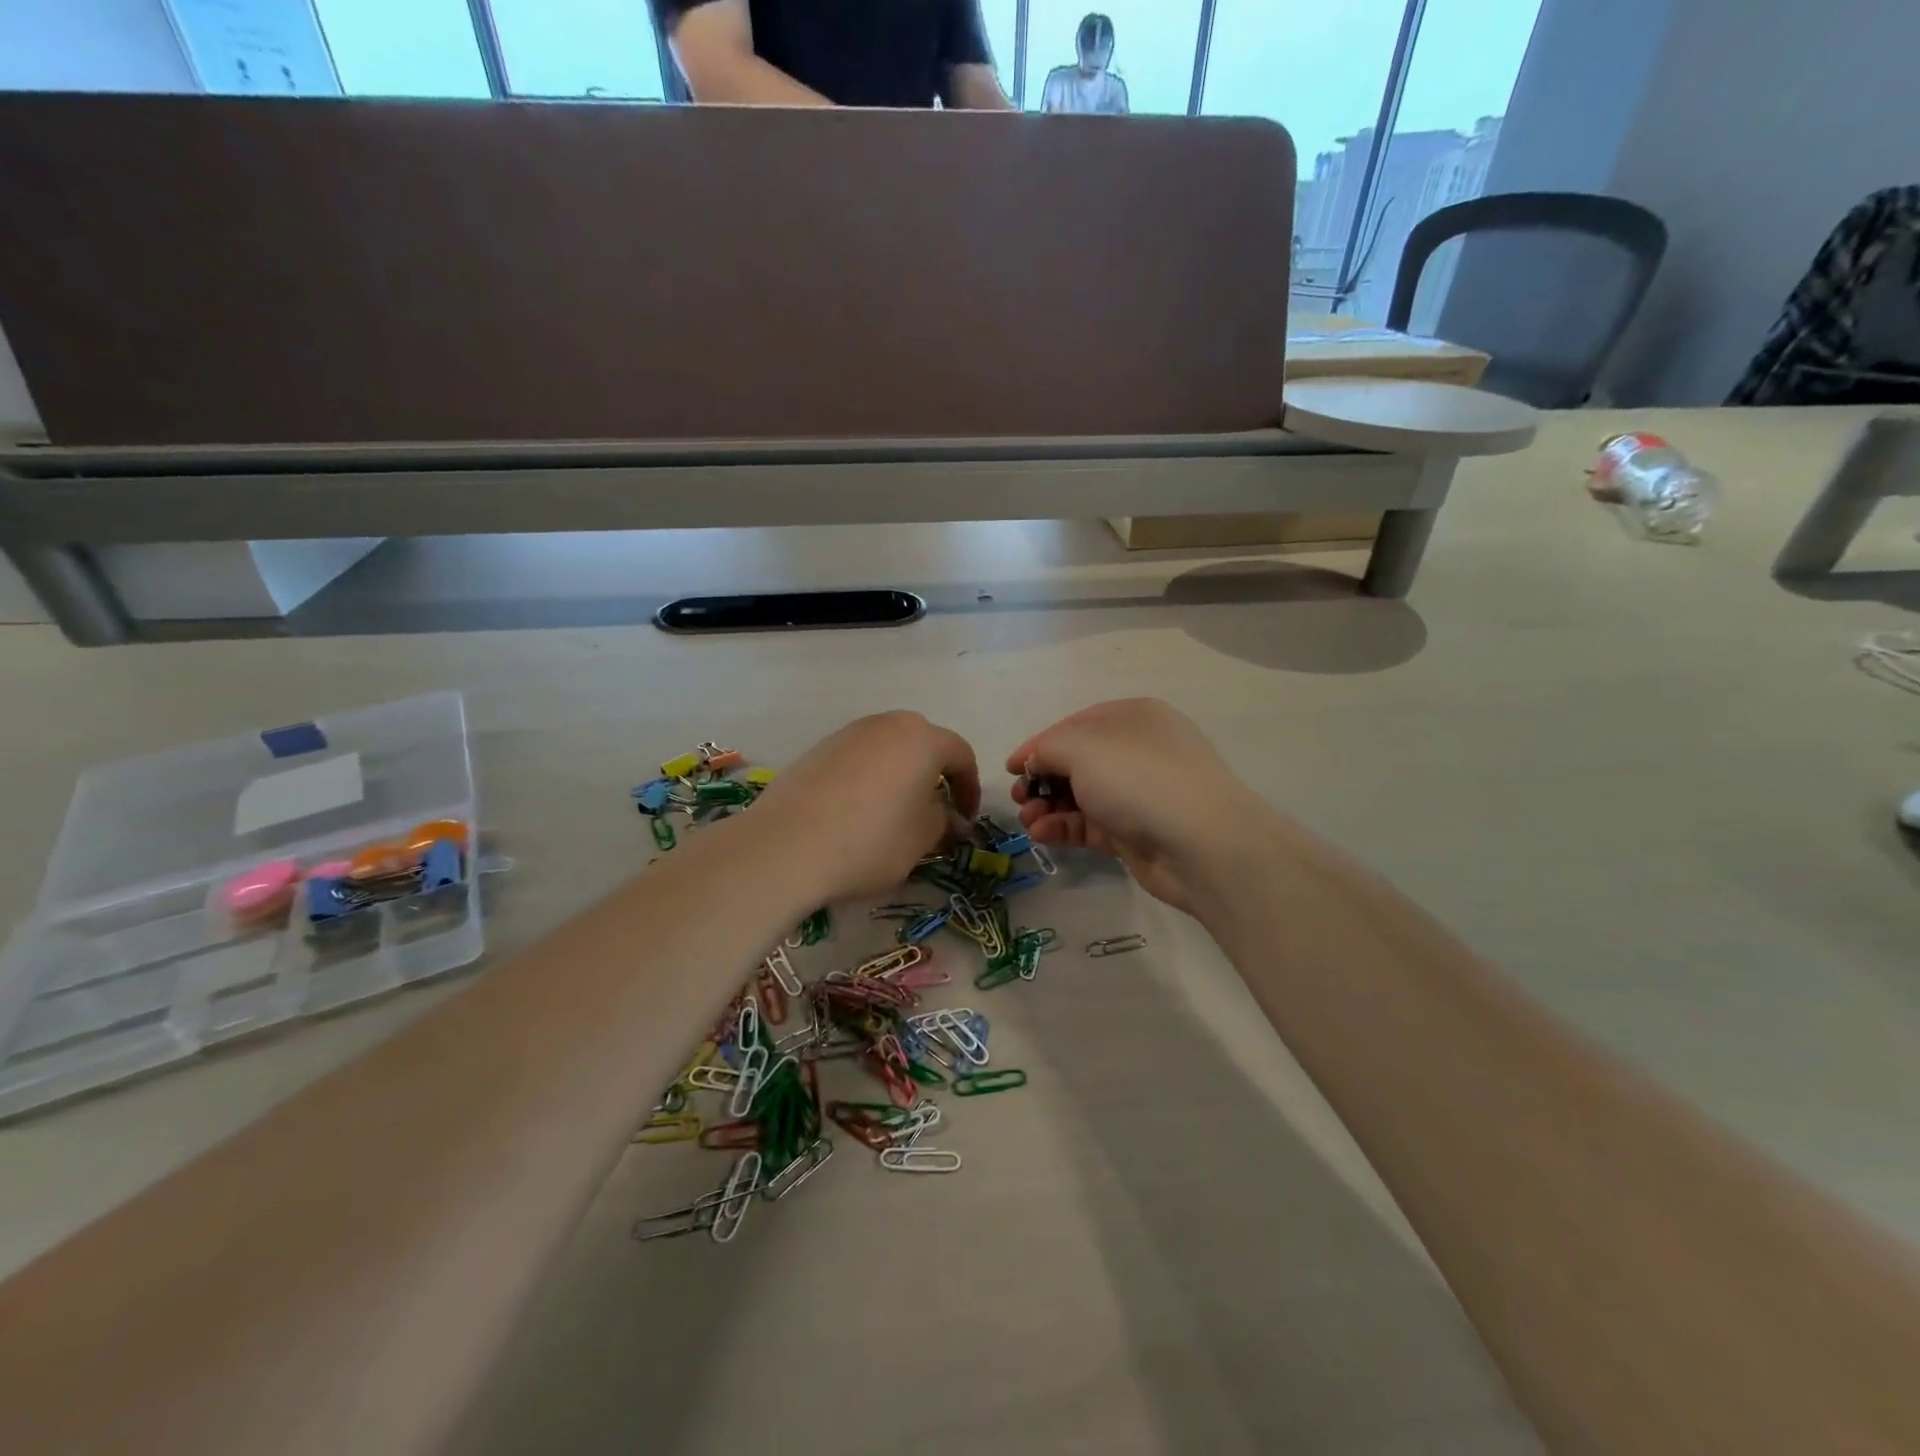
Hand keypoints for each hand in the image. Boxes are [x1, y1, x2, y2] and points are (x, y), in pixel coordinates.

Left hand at [752, 711, 979, 903]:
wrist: (787, 846)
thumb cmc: (872, 840)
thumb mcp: (921, 839)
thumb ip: (944, 821)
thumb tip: (952, 818)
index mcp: (922, 738)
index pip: (960, 755)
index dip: (969, 789)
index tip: (966, 820)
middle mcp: (886, 724)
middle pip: (922, 744)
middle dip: (934, 776)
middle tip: (933, 812)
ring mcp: (848, 733)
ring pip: (887, 750)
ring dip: (899, 776)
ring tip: (894, 814)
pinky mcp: (817, 750)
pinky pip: (857, 760)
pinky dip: (868, 780)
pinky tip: (857, 814)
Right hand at [1007, 698, 1259, 916]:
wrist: (1201, 843)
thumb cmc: (1138, 778)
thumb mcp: (1082, 747)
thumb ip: (1048, 748)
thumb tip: (1036, 762)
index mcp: (1133, 717)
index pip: (1074, 725)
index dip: (1039, 745)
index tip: (1010, 767)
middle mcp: (1137, 751)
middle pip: (1077, 762)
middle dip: (1042, 779)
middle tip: (1018, 797)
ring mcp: (1139, 793)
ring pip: (1081, 795)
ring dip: (1048, 806)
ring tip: (1027, 820)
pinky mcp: (1136, 832)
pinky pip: (1091, 824)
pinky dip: (1064, 828)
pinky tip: (1042, 835)